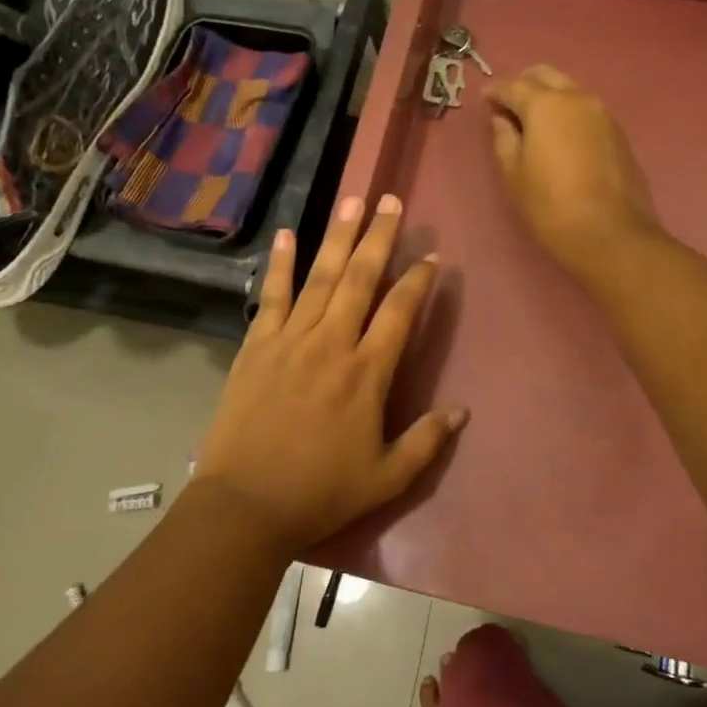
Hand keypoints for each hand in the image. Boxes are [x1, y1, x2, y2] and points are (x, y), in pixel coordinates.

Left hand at [194, 194, 466, 553]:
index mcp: (367, 373)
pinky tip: (286, 235)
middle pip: (361, 279)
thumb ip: (426, 442)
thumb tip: (462, 411)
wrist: (245, 505)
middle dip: (379, 237)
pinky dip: (279, 264)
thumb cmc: (320, 493)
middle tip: (391, 201)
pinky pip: (272, 296)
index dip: (418, 281)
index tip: (431, 256)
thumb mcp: (386, 478)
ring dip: (338, 237)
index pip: (399, 312)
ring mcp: (290, 340)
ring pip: (320, 277)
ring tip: (352, 201)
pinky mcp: (256, 346)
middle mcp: (331, 343)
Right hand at [485, 64, 660, 275]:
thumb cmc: (550, 204)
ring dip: (550, 97)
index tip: (485, 99)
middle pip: (546, 76)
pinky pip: (586, 110)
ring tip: (535, 122)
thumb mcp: (513, 174)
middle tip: (509, 104)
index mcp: (545, 104)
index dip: (495, 91)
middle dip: (525, 84)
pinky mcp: (618, 133)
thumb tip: (502, 118)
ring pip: (570, 90)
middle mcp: (577, 98)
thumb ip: (504, 138)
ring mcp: (602, 114)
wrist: (609, 232)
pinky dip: (569, 113)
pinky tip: (561, 136)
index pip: (513, 85)